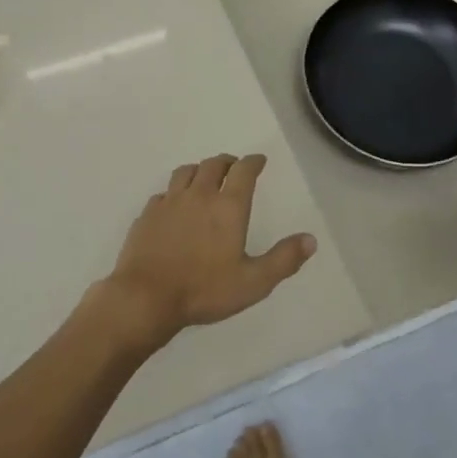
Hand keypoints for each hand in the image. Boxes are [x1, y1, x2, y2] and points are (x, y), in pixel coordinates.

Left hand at [92, 153, 316, 350]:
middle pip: (213, 165)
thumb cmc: (204, 290)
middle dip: (227, 162)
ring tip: (204, 176)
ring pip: (185, 172)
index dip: (253, 162)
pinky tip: (175, 203)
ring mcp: (169, 202)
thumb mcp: (253, 282)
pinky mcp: (147, 214)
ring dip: (199, 170)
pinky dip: (174, 192)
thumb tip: (310, 239)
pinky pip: (164, 193)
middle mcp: (198, 195)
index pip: (243, 171)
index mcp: (227, 207)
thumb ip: (283, 259)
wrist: (146, 297)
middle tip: (234, 167)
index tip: (259, 160)